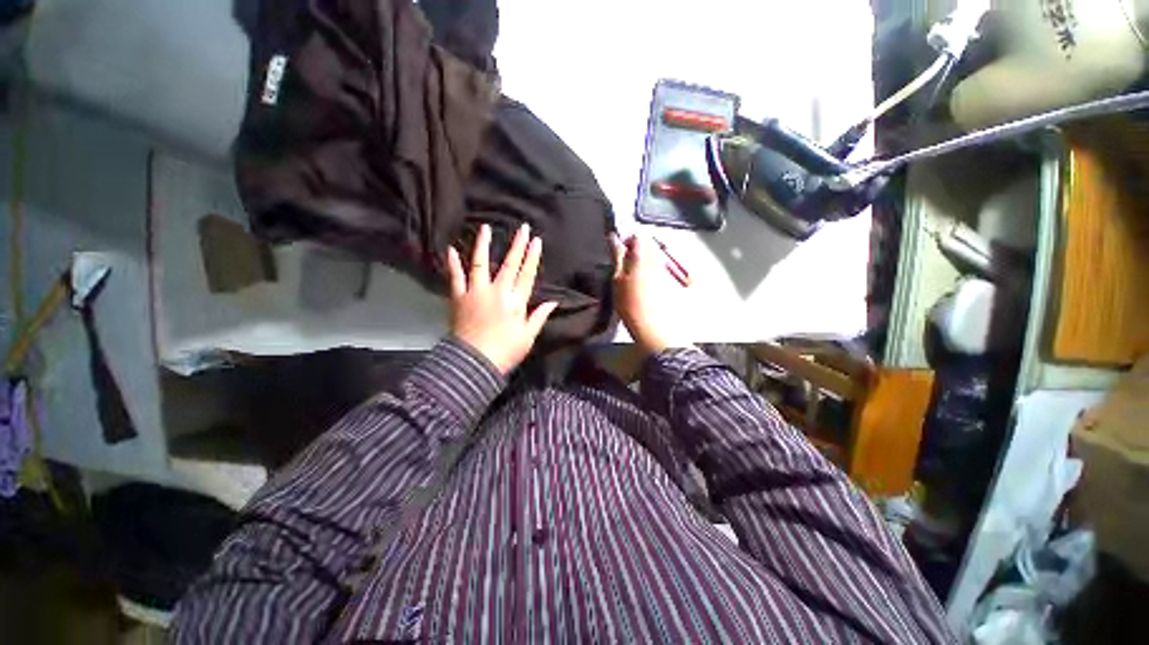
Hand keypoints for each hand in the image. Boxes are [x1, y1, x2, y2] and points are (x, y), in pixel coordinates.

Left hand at [447, 223, 557, 374]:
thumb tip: (553, 302)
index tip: (536, 240)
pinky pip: (456, 277)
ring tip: (486, 228)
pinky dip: (454, 263)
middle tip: (522, 227)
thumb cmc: (505, 352)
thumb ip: (539, 316)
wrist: (474, 363)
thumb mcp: (528, 337)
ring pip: (481, 263)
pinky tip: (451, 249)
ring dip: (484, 245)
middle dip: (517, 245)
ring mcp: (476, 292)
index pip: (527, 274)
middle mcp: (497, 292)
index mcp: (516, 302)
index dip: (532, 257)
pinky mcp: (459, 297)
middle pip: (510, 264)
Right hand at [611, 234, 692, 356]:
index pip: (637, 235)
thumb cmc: (630, 304)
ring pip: (655, 255)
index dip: (627, 241)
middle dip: (637, 250)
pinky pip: (661, 266)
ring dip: (644, 260)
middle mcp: (658, 257)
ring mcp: (667, 268)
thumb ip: (617, 256)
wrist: (655, 327)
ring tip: (635, 276)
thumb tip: (613, 237)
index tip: (619, 254)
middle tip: (625, 266)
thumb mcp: (617, 279)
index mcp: (643, 254)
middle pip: (648, 243)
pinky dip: (653, 270)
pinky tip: (646, 284)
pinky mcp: (672, 280)